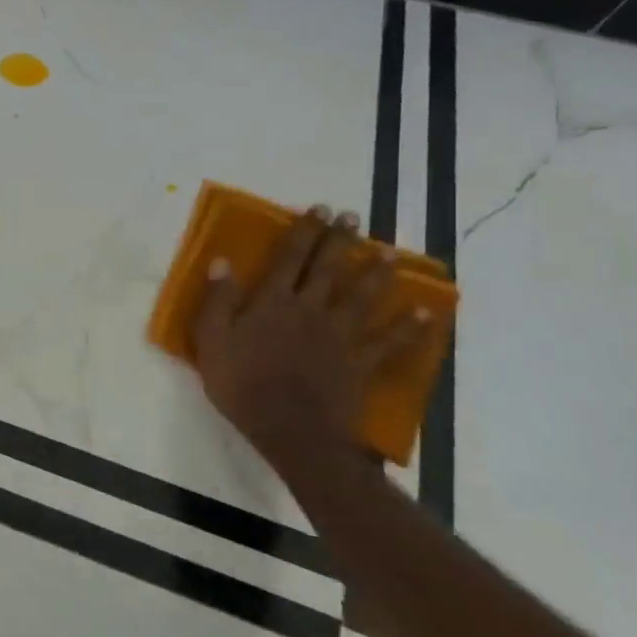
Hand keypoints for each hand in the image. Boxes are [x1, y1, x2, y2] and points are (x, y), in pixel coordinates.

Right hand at [191, 206, 429, 471]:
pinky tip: (425, 313)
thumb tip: (223, 262)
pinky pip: (389, 342)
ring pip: (362, 297)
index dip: (303, 232)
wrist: (289, 429)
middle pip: (327, 269)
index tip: (317, 208)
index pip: (288, 259)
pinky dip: (409, 327)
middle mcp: (309, 310)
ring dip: (376, 273)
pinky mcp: (360, 363)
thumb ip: (218, 300)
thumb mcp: (211, 340)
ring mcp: (339, 336)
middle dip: (339, 241)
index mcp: (272, 303)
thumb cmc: (241, 384)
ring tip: (389, 252)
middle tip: (352, 217)